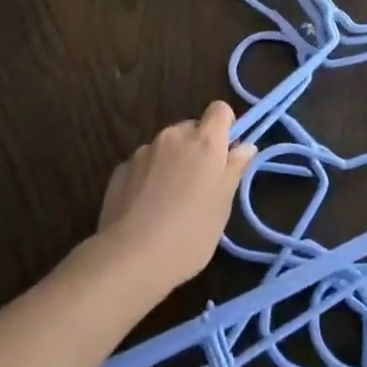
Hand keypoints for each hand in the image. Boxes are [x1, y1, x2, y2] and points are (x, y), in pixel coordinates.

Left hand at [96, 102, 256, 292]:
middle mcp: (173, 136)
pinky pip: (144, 164)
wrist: (131, 257)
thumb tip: (245, 146)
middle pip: (192, 129)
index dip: (226, 126)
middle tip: (201, 184)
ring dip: (173, 162)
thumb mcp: (223, 204)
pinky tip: (147, 208)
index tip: (226, 154)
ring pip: (166, 147)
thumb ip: (234, 169)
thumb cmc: (190, 232)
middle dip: (198, 148)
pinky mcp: (121, 169)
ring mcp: (143, 151)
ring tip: (171, 200)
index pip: (220, 109)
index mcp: (204, 141)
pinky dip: (149, 176)